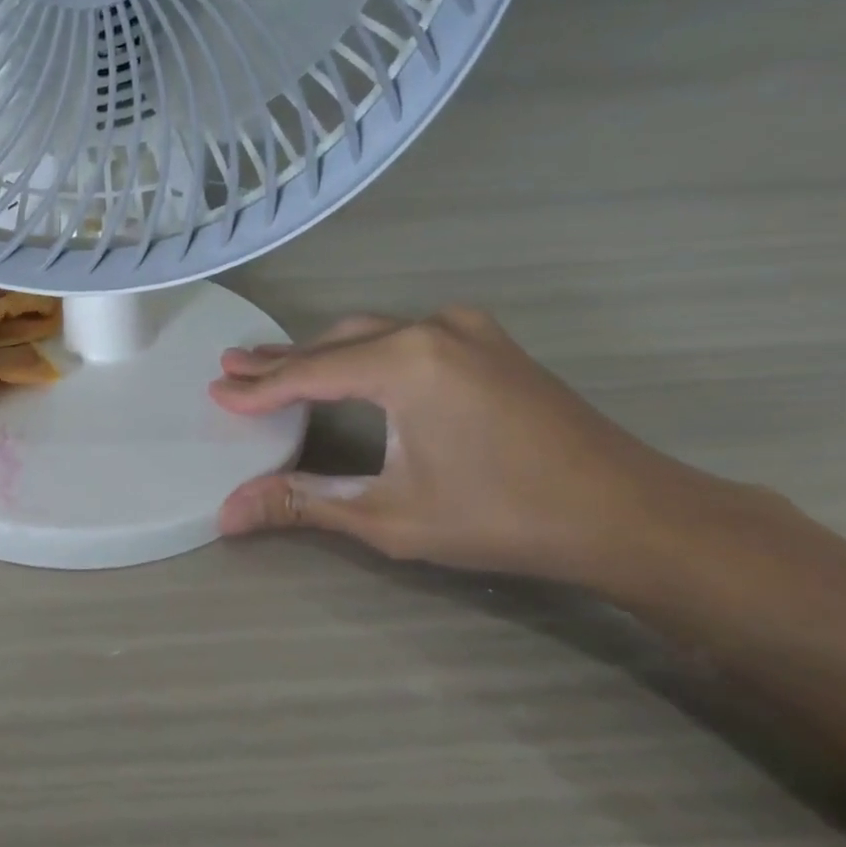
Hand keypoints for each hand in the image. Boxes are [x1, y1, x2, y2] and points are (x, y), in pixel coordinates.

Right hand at [210, 307, 692, 584]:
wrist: (629, 514)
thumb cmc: (502, 516)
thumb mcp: (389, 515)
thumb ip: (302, 502)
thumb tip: (226, 513)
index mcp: (407, 363)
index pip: (310, 373)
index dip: (259, 386)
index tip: (216, 389)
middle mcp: (432, 330)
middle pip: (336, 343)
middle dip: (283, 360)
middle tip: (234, 367)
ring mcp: (467, 330)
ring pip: (371, 334)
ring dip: (322, 352)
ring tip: (274, 365)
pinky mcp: (489, 343)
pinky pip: (405, 336)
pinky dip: (363, 351)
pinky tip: (348, 364)